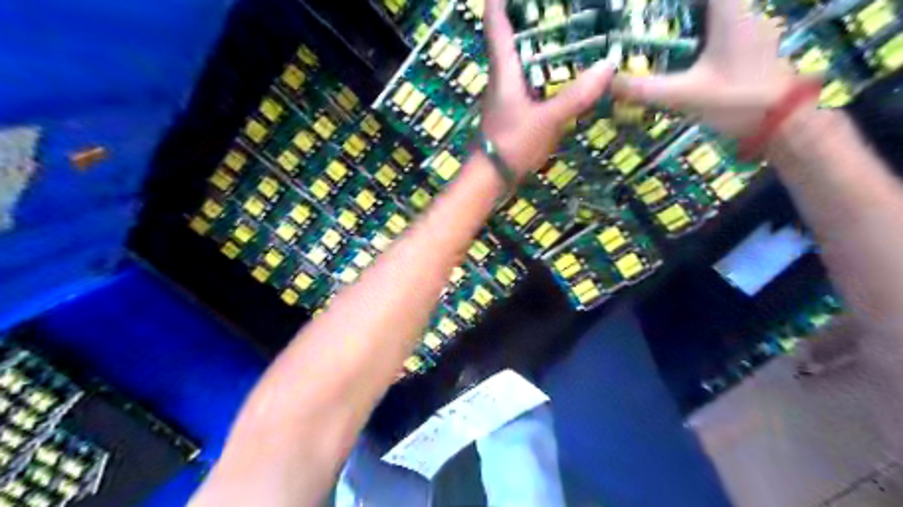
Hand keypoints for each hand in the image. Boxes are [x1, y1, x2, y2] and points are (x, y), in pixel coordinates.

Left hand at [483, 0, 617, 176]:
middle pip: (510, 36)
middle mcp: (502, 77)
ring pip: (520, 59)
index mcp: (504, 70)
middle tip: (558, 6)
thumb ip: (575, 96)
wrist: (490, 178)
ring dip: (537, 43)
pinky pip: (528, 81)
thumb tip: (608, 65)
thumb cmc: (512, 144)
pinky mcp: (512, 111)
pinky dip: (542, 70)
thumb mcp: (547, 121)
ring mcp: (506, 96)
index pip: (495, 22)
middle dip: (528, 15)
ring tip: (567, 31)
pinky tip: (561, 74)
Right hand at [610, 0, 815, 136]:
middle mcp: (742, 10)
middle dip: (674, 11)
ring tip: (653, 34)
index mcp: (729, 11)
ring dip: (686, 20)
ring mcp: (748, 27)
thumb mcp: (685, 95)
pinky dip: (695, 34)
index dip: (671, 0)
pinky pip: (717, 28)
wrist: (782, 122)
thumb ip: (645, 89)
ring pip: (712, 13)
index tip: (646, 5)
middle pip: (703, 4)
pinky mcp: (748, 45)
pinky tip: (676, 52)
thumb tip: (608, 83)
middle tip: (643, 18)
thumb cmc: (737, 99)